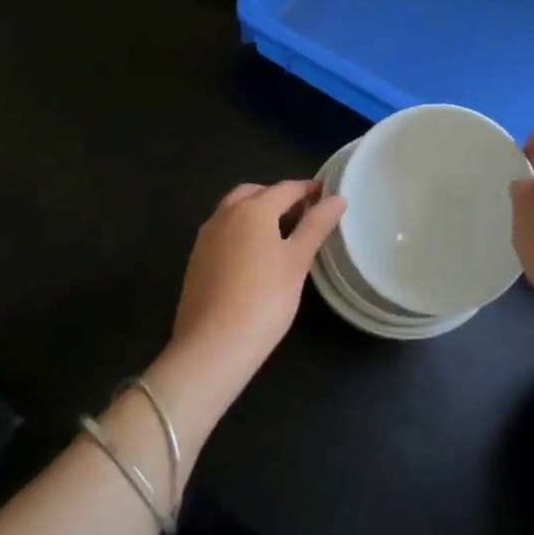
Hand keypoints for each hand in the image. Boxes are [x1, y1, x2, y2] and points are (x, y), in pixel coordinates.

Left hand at [168, 180, 343, 396]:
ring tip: (279, 233)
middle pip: (254, 193)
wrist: (212, 346)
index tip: (325, 193)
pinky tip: (253, 256)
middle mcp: (226, 214)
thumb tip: (337, 198)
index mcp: (253, 209)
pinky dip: (240, 231)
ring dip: (255, 211)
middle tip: (301, 212)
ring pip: (234, 210)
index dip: (307, 189)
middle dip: (277, 196)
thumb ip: (316, 226)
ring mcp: (206, 237)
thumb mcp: (297, 261)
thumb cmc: (264, 299)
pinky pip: (222, 232)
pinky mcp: (196, 260)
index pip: (286, 189)